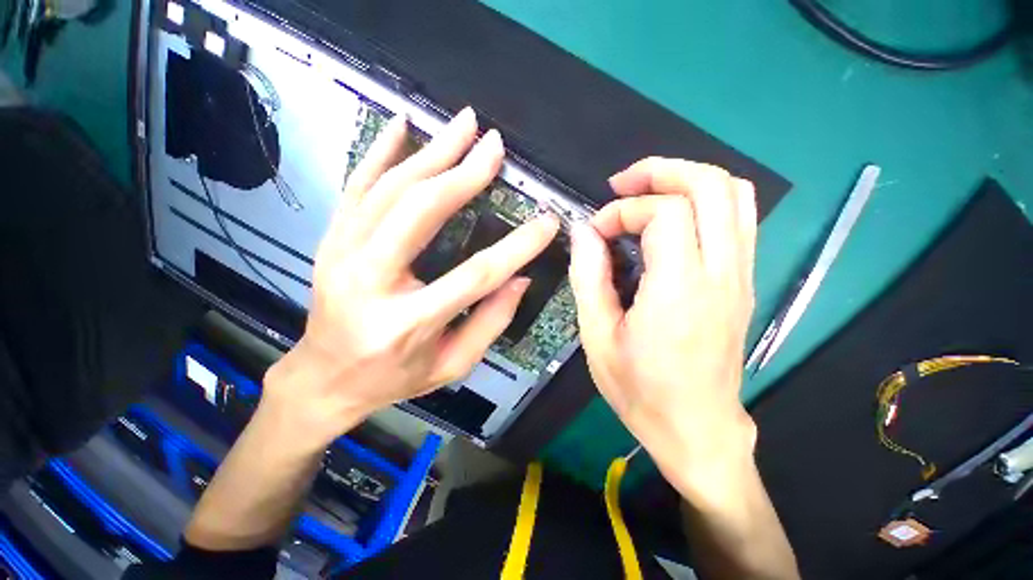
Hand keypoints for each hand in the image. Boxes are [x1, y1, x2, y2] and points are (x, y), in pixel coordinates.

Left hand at [263, 107, 559, 448]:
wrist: (324, 377)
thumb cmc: (393, 378)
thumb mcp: (452, 365)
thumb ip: (490, 323)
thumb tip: (520, 278)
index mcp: (407, 321)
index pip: (475, 274)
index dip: (516, 246)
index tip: (547, 222)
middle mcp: (370, 280)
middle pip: (422, 212)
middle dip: (465, 174)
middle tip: (495, 146)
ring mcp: (342, 253)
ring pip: (390, 189)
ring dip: (432, 152)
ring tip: (464, 124)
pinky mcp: (333, 240)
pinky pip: (357, 186)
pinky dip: (380, 151)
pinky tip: (402, 124)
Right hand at [568, 157, 757, 498]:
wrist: (697, 429)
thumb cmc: (640, 390)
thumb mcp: (597, 337)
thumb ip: (588, 277)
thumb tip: (583, 232)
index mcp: (679, 292)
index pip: (664, 214)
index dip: (623, 210)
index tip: (596, 232)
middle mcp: (721, 275)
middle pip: (712, 185)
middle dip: (661, 171)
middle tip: (622, 184)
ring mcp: (741, 276)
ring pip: (735, 194)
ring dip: (687, 179)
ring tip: (646, 192)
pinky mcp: (745, 283)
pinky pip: (738, 219)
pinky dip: (705, 201)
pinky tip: (672, 220)